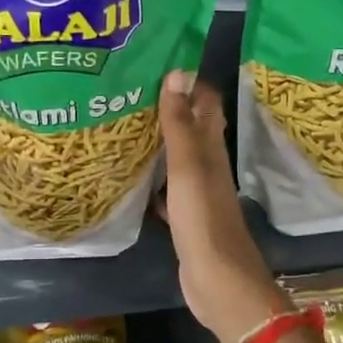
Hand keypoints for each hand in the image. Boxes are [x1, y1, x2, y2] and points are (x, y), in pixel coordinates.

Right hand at [156, 72, 289, 342]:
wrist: (218, 281)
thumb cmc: (204, 219)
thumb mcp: (188, 167)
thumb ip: (181, 124)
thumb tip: (178, 72)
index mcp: (211, 149)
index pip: (205, 102)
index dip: (187, 81)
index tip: (156, 61)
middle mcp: (207, 165)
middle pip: (190, 127)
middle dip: (167, 106)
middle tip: (130, 89)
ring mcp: (196, 192)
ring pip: (176, 157)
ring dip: (157, 141)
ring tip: (124, 122)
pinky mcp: (185, 217)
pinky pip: (166, 187)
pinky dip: (152, 177)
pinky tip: (130, 175)